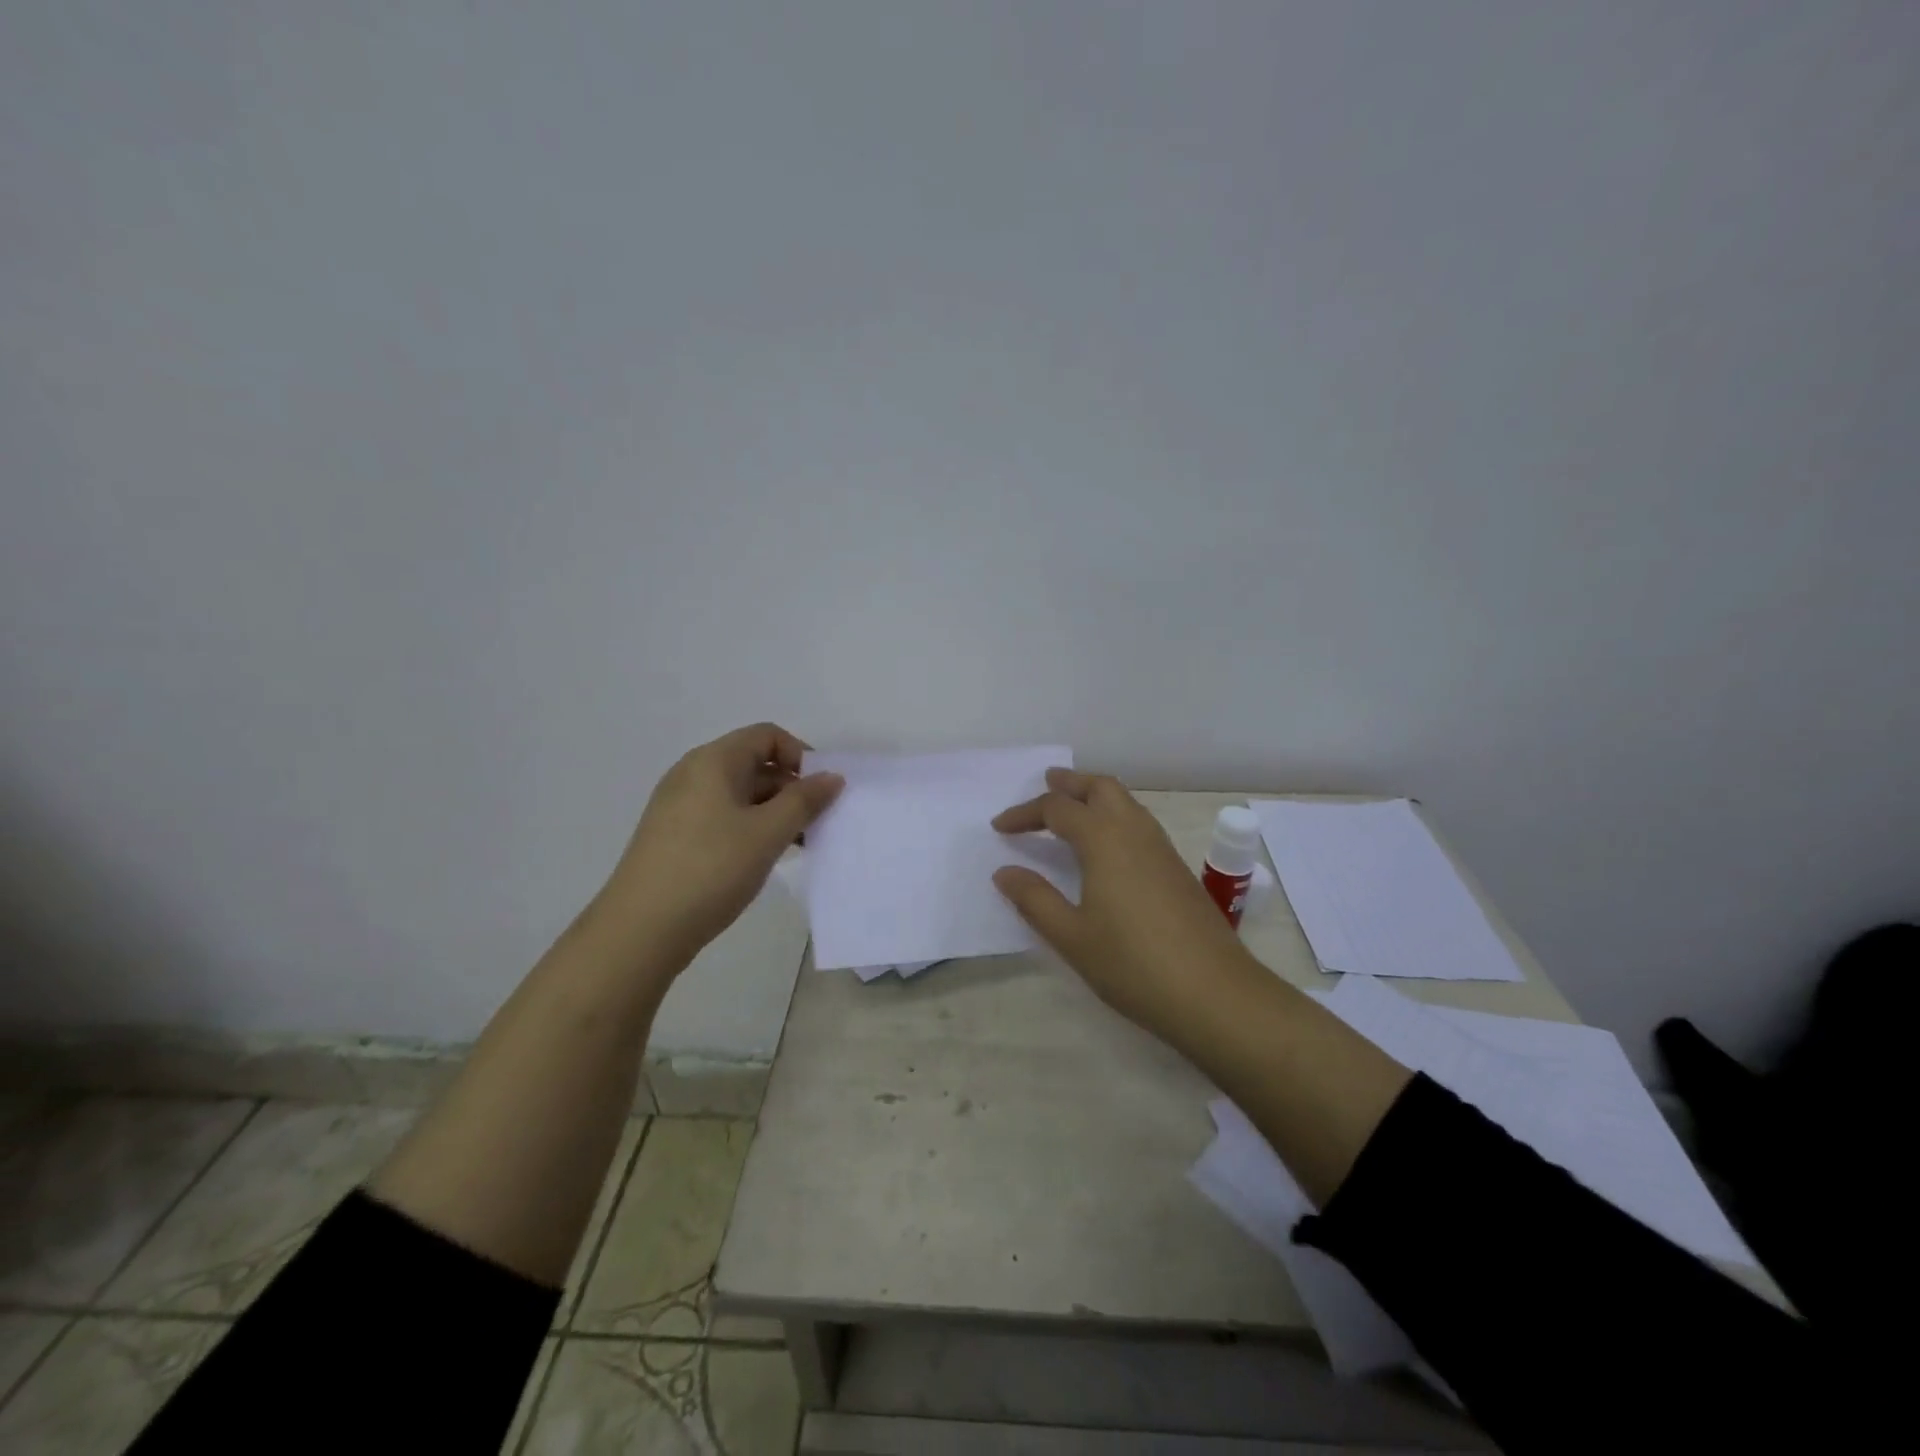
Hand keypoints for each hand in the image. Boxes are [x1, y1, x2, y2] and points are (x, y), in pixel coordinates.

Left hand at [593, 723, 842, 967]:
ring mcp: (680, 806)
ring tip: (798, 846)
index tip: (821, 792)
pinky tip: (765, 859)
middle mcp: (693, 774)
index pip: (767, 736)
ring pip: (740, 795)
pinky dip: (751, 829)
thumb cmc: (711, 869)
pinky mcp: (675, 836)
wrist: (641, 930)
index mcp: (713, 761)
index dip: (801, 756)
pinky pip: (723, 817)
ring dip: (774, 812)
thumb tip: (832, 777)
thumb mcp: (768, 833)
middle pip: (754, 764)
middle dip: (791, 789)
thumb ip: (804, 801)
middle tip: (817, 824)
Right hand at [992, 769, 1257, 1043]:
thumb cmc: (1133, 964)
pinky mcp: (1178, 869)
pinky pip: (1140, 823)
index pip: (1057, 809)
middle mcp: (1134, 832)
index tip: (999, 827)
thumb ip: (1035, 900)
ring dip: (1096, 796)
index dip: (1024, 814)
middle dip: (1071, 783)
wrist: (1215, 993)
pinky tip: (1108, 847)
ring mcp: (1162, 849)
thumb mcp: (1072, 936)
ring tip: (1073, 809)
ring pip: (1126, 802)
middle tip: (1046, 785)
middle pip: (1101, 787)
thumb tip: (1005, 872)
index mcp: (1104, 840)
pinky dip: (1115, 817)